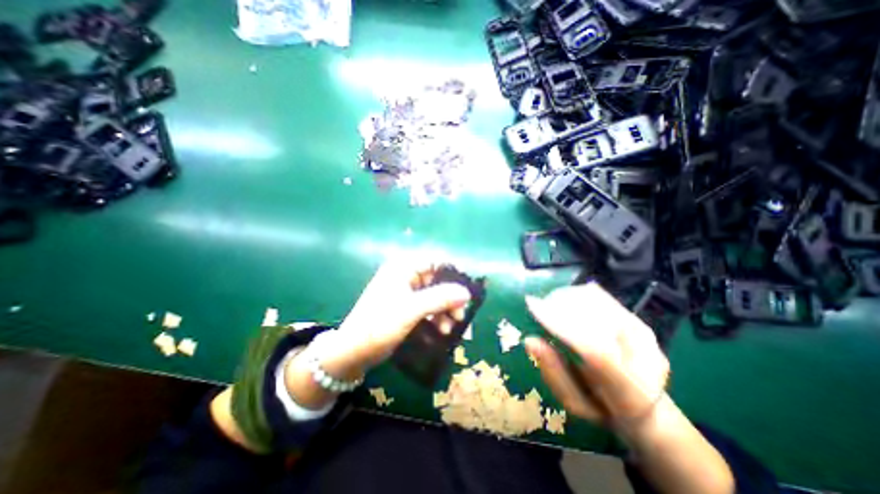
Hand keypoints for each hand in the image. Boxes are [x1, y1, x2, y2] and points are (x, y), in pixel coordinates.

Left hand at [313, 257, 470, 379]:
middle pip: (437, 279)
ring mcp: (405, 290)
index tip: (466, 293)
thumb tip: (466, 292)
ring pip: (434, 293)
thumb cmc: (379, 325)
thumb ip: (440, 298)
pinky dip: (437, 315)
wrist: (352, 352)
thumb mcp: (412, 310)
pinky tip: (441, 329)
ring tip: (450, 327)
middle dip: (450, 297)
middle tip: (460, 314)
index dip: (453, 274)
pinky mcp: (406, 305)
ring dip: (445, 308)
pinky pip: (428, 305)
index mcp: (403, 267)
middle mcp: (405, 274)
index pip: (436, 261)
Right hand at [521, 284, 666, 429]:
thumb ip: (553, 373)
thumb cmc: (601, 407)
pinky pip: (604, 300)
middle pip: (598, 320)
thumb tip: (530, 340)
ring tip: (549, 303)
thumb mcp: (574, 401)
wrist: (646, 406)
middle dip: (561, 306)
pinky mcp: (638, 322)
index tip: (532, 306)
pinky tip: (564, 300)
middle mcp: (647, 361)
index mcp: (630, 393)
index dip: (559, 325)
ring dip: (568, 298)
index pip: (595, 352)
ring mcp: (646, 338)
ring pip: (601, 304)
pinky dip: (579, 295)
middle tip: (537, 305)